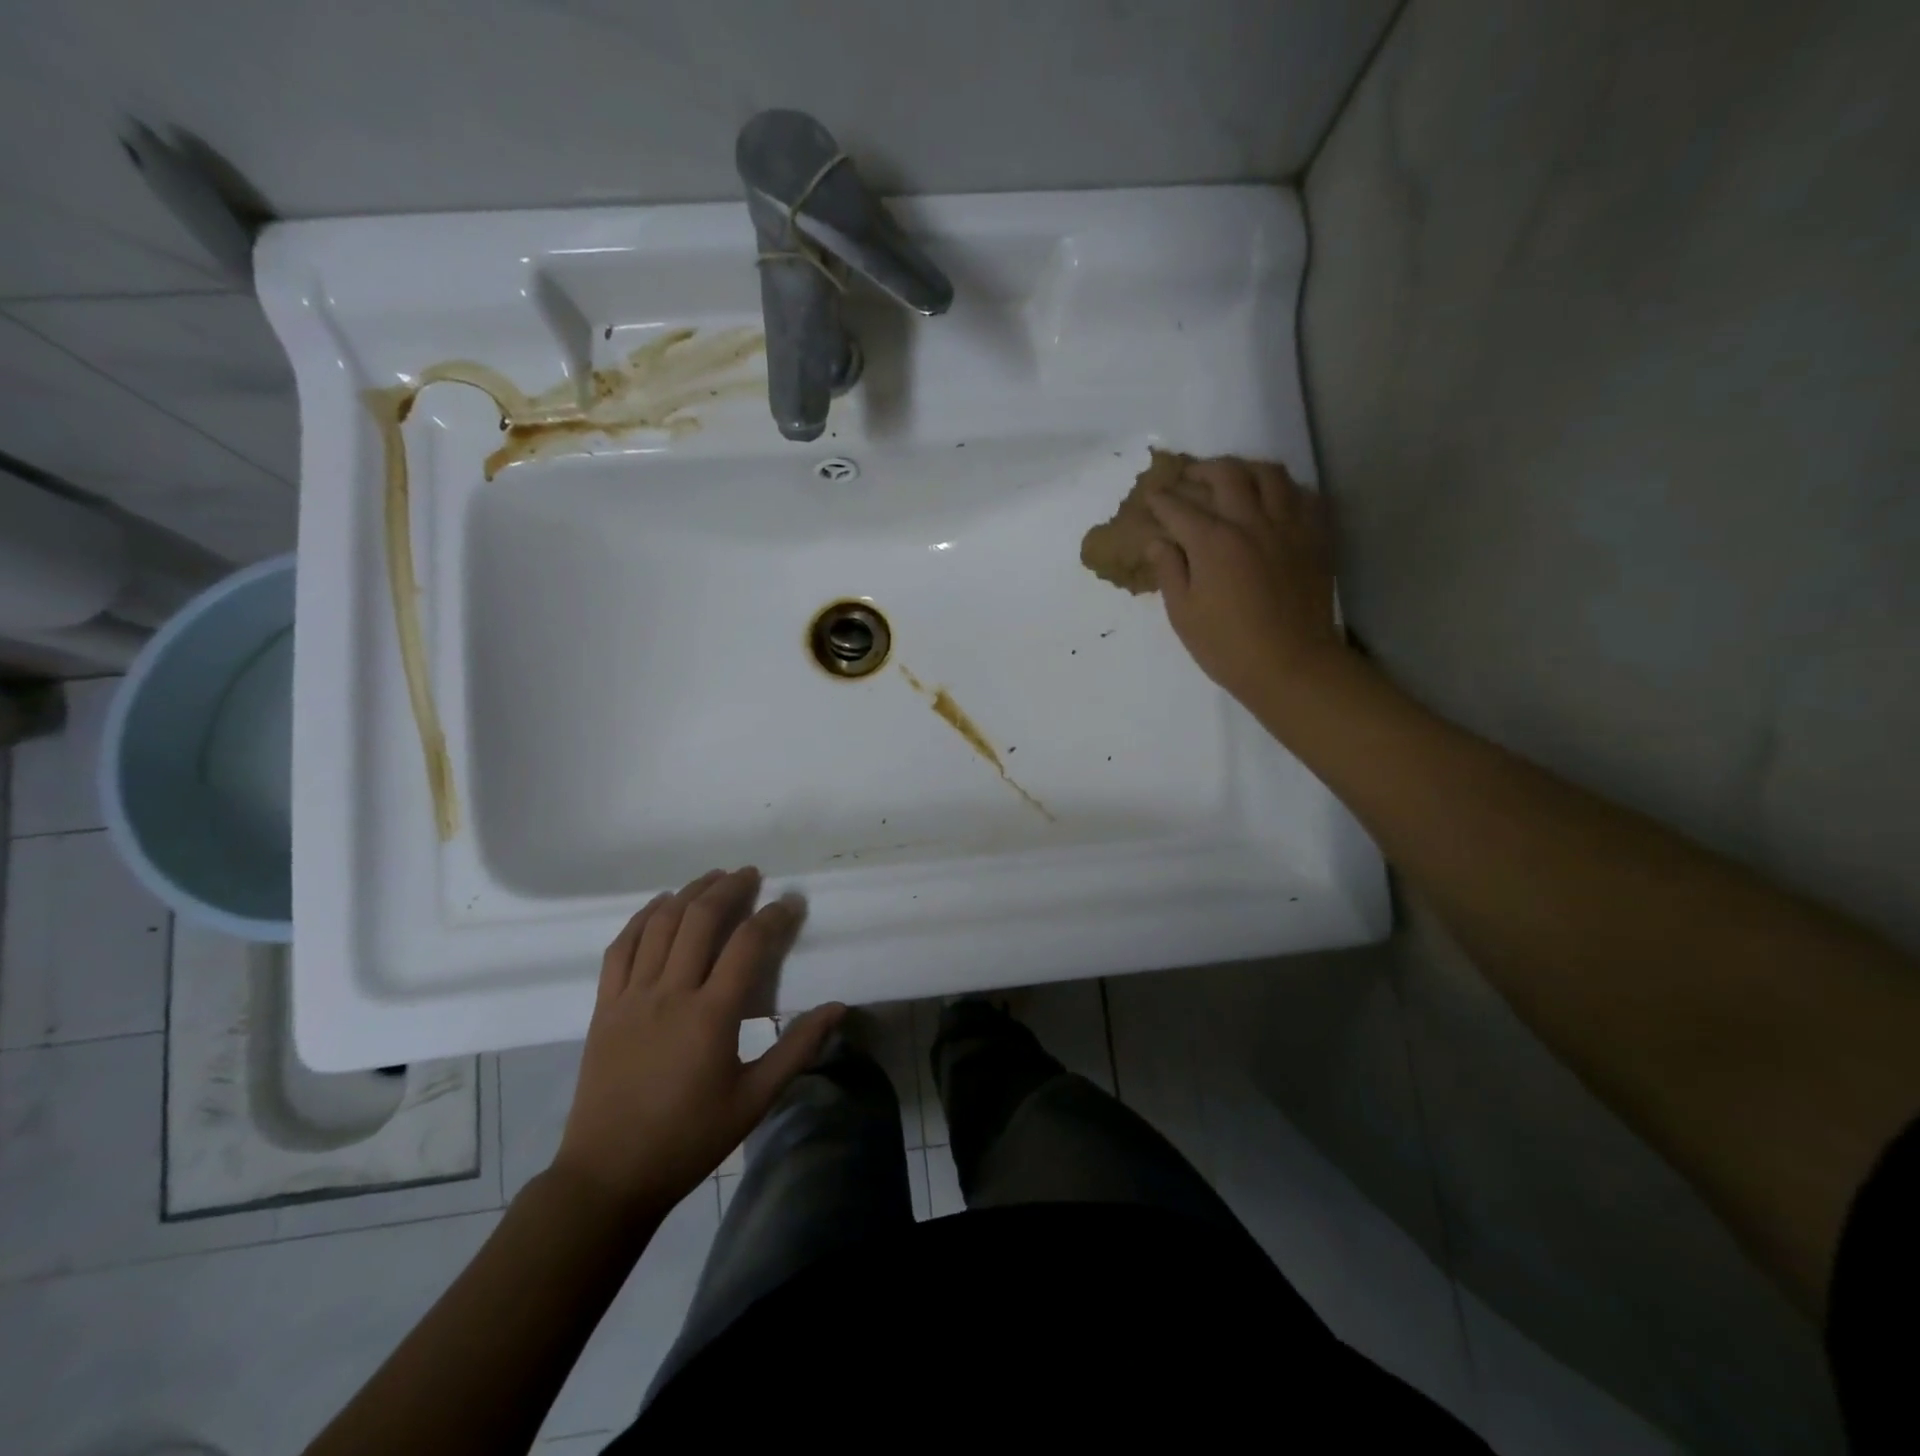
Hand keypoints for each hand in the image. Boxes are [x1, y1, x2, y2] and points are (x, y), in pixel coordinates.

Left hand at [551, 868, 844, 1216]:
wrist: (609, 1176)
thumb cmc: (689, 1139)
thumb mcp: (754, 1100)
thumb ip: (798, 1049)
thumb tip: (838, 1008)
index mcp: (711, 1016)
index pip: (747, 945)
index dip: (773, 916)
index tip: (791, 903)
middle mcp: (670, 994)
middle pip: (700, 920)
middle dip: (729, 889)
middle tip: (751, 875)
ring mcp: (631, 997)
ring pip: (660, 925)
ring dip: (688, 894)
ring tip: (712, 878)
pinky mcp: (605, 1007)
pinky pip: (620, 947)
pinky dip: (642, 918)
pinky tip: (659, 905)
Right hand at [1145, 458, 1345, 705]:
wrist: (1292, 665)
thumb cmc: (1227, 647)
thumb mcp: (1184, 615)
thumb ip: (1169, 571)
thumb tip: (1157, 542)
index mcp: (1213, 542)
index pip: (1179, 507)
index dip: (1160, 500)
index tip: (1151, 497)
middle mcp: (1251, 522)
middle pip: (1225, 474)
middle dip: (1200, 471)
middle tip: (1187, 479)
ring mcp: (1288, 526)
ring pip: (1269, 474)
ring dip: (1244, 469)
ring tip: (1232, 479)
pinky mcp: (1315, 537)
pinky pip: (1304, 495)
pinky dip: (1284, 490)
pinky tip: (1273, 501)